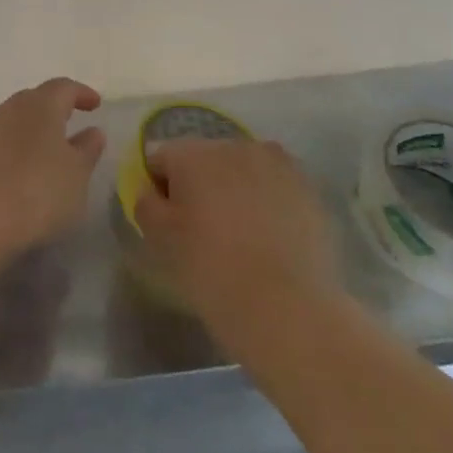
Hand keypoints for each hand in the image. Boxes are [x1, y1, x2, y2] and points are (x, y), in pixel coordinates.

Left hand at [0, 78, 105, 255]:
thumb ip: (87, 150)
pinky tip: (24, 167)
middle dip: (55, 108)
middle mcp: (13, 107)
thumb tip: (93, 132)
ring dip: (34, 128)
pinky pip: (2, 139)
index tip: (95, 104)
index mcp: (42, 104)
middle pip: (37, 99)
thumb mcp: (76, 174)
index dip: (81, 93)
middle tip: (71, 121)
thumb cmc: (38, 189)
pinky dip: (17, 146)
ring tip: (49, 148)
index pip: (64, 87)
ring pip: (17, 118)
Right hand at [133, 139, 341, 338]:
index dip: (159, 190)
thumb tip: (152, 191)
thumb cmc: (212, 270)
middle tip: (203, 230)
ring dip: (235, 189)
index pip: (160, 159)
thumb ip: (145, 203)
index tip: (168, 224)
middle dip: (199, 185)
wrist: (288, 308)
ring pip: (241, 169)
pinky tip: (270, 238)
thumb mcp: (159, 239)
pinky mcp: (308, 187)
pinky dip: (267, 202)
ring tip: (240, 234)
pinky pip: (274, 185)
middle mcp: (233, 144)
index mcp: (192, 153)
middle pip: (203, 158)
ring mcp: (276, 163)